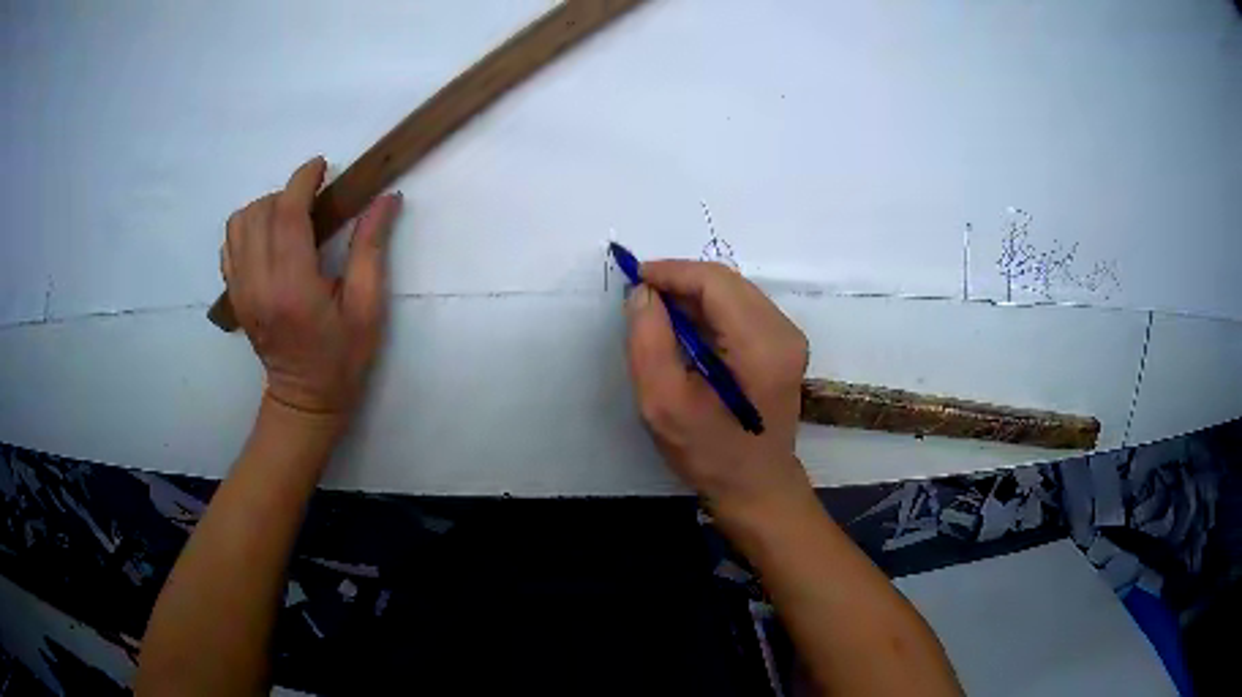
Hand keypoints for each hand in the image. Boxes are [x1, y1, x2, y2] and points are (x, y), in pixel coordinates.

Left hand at [220, 156, 401, 416]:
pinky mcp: (234, 295)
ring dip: (265, 208)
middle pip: (261, 211)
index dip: (303, 180)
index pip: (287, 214)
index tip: (321, 167)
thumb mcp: (368, 308)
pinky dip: (247, 227)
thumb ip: (371, 249)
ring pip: (239, 223)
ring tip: (289, 218)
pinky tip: (269, 237)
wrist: (304, 399)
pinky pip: (229, 244)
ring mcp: (240, 290)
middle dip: (287, 192)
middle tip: (313, 199)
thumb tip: (386, 198)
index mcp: (293, 287)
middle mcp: (259, 284)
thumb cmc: (342, 358)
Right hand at [625, 260, 810, 517]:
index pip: (715, 282)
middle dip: (681, 281)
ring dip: (694, 295)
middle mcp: (784, 332)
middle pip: (727, 283)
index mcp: (761, 345)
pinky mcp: (783, 347)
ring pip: (734, 293)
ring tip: (658, 313)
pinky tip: (686, 330)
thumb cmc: (709, 453)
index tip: (634, 278)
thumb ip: (648, 341)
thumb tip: (644, 293)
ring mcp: (788, 338)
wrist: (756, 488)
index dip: (671, 272)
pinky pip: (742, 310)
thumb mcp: (663, 403)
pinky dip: (709, 310)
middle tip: (641, 298)